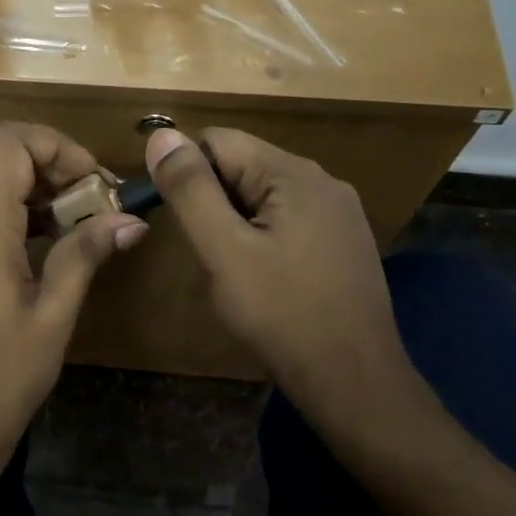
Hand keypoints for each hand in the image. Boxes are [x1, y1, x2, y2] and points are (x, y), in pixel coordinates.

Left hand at [0, 123, 147, 458]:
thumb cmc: (1, 375)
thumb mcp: (53, 314)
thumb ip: (86, 254)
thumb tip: (132, 220)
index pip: (8, 141)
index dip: (56, 146)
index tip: (94, 184)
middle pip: (4, 157)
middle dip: (58, 167)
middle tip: (101, 205)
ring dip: (44, 191)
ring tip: (88, 224)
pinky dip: (25, 214)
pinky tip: (58, 244)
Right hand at [143, 126, 410, 419]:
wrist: (354, 380)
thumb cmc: (281, 314)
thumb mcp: (224, 251)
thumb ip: (191, 190)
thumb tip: (161, 134)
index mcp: (293, 173)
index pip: (217, 141)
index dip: (186, 173)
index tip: (176, 219)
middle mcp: (322, 180)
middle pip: (242, 165)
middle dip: (212, 200)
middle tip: (208, 253)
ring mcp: (338, 212)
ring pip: (262, 195)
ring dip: (235, 222)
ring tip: (233, 270)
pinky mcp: (343, 241)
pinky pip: (287, 219)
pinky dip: (262, 237)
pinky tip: (264, 278)